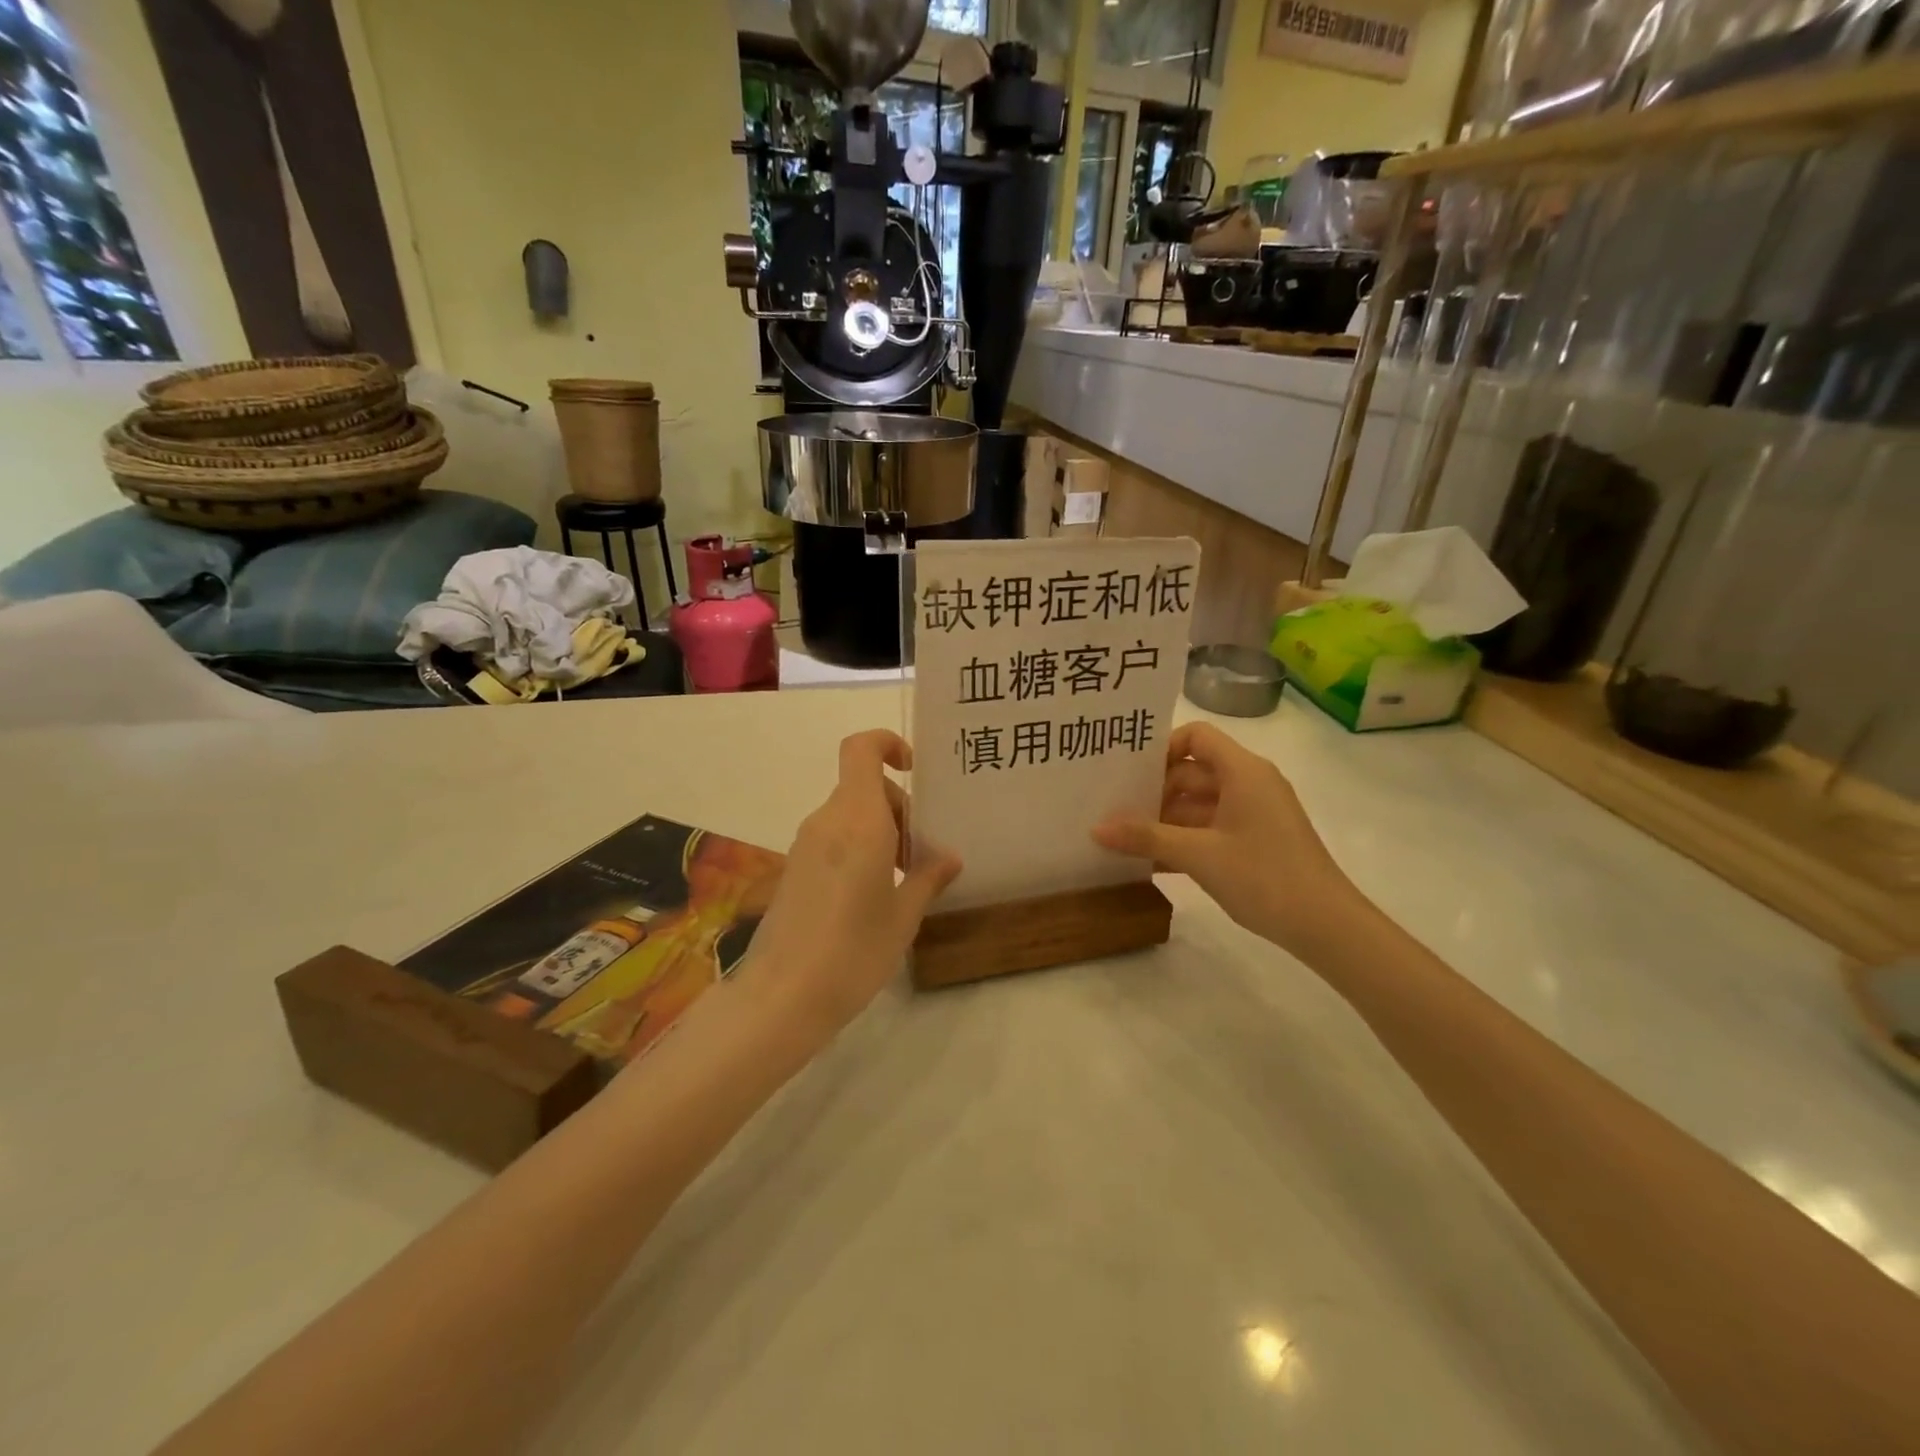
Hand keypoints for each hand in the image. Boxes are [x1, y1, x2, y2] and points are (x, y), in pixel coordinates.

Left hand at [747, 730, 960, 1032]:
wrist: (783, 997)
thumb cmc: (854, 951)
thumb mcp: (904, 916)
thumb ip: (927, 878)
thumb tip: (949, 857)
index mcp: (858, 820)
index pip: (861, 750)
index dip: (887, 744)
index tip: (914, 770)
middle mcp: (827, 822)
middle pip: (864, 787)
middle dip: (899, 809)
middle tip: (919, 857)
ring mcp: (805, 845)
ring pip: (850, 814)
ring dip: (880, 832)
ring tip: (901, 882)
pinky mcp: (794, 869)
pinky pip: (833, 838)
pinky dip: (858, 848)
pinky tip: (871, 896)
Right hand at [1093, 722, 1371, 959]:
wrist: (1327, 926)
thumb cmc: (1265, 876)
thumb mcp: (1199, 855)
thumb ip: (1146, 837)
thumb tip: (1096, 827)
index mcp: (1242, 771)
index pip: (1196, 736)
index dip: (1161, 748)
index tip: (1130, 774)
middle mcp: (1249, 783)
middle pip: (1191, 771)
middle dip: (1153, 790)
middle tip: (1112, 808)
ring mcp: (1253, 814)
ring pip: (1198, 804)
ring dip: (1164, 820)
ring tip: (1122, 838)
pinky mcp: (1254, 841)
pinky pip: (1209, 828)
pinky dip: (1183, 840)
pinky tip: (1150, 862)